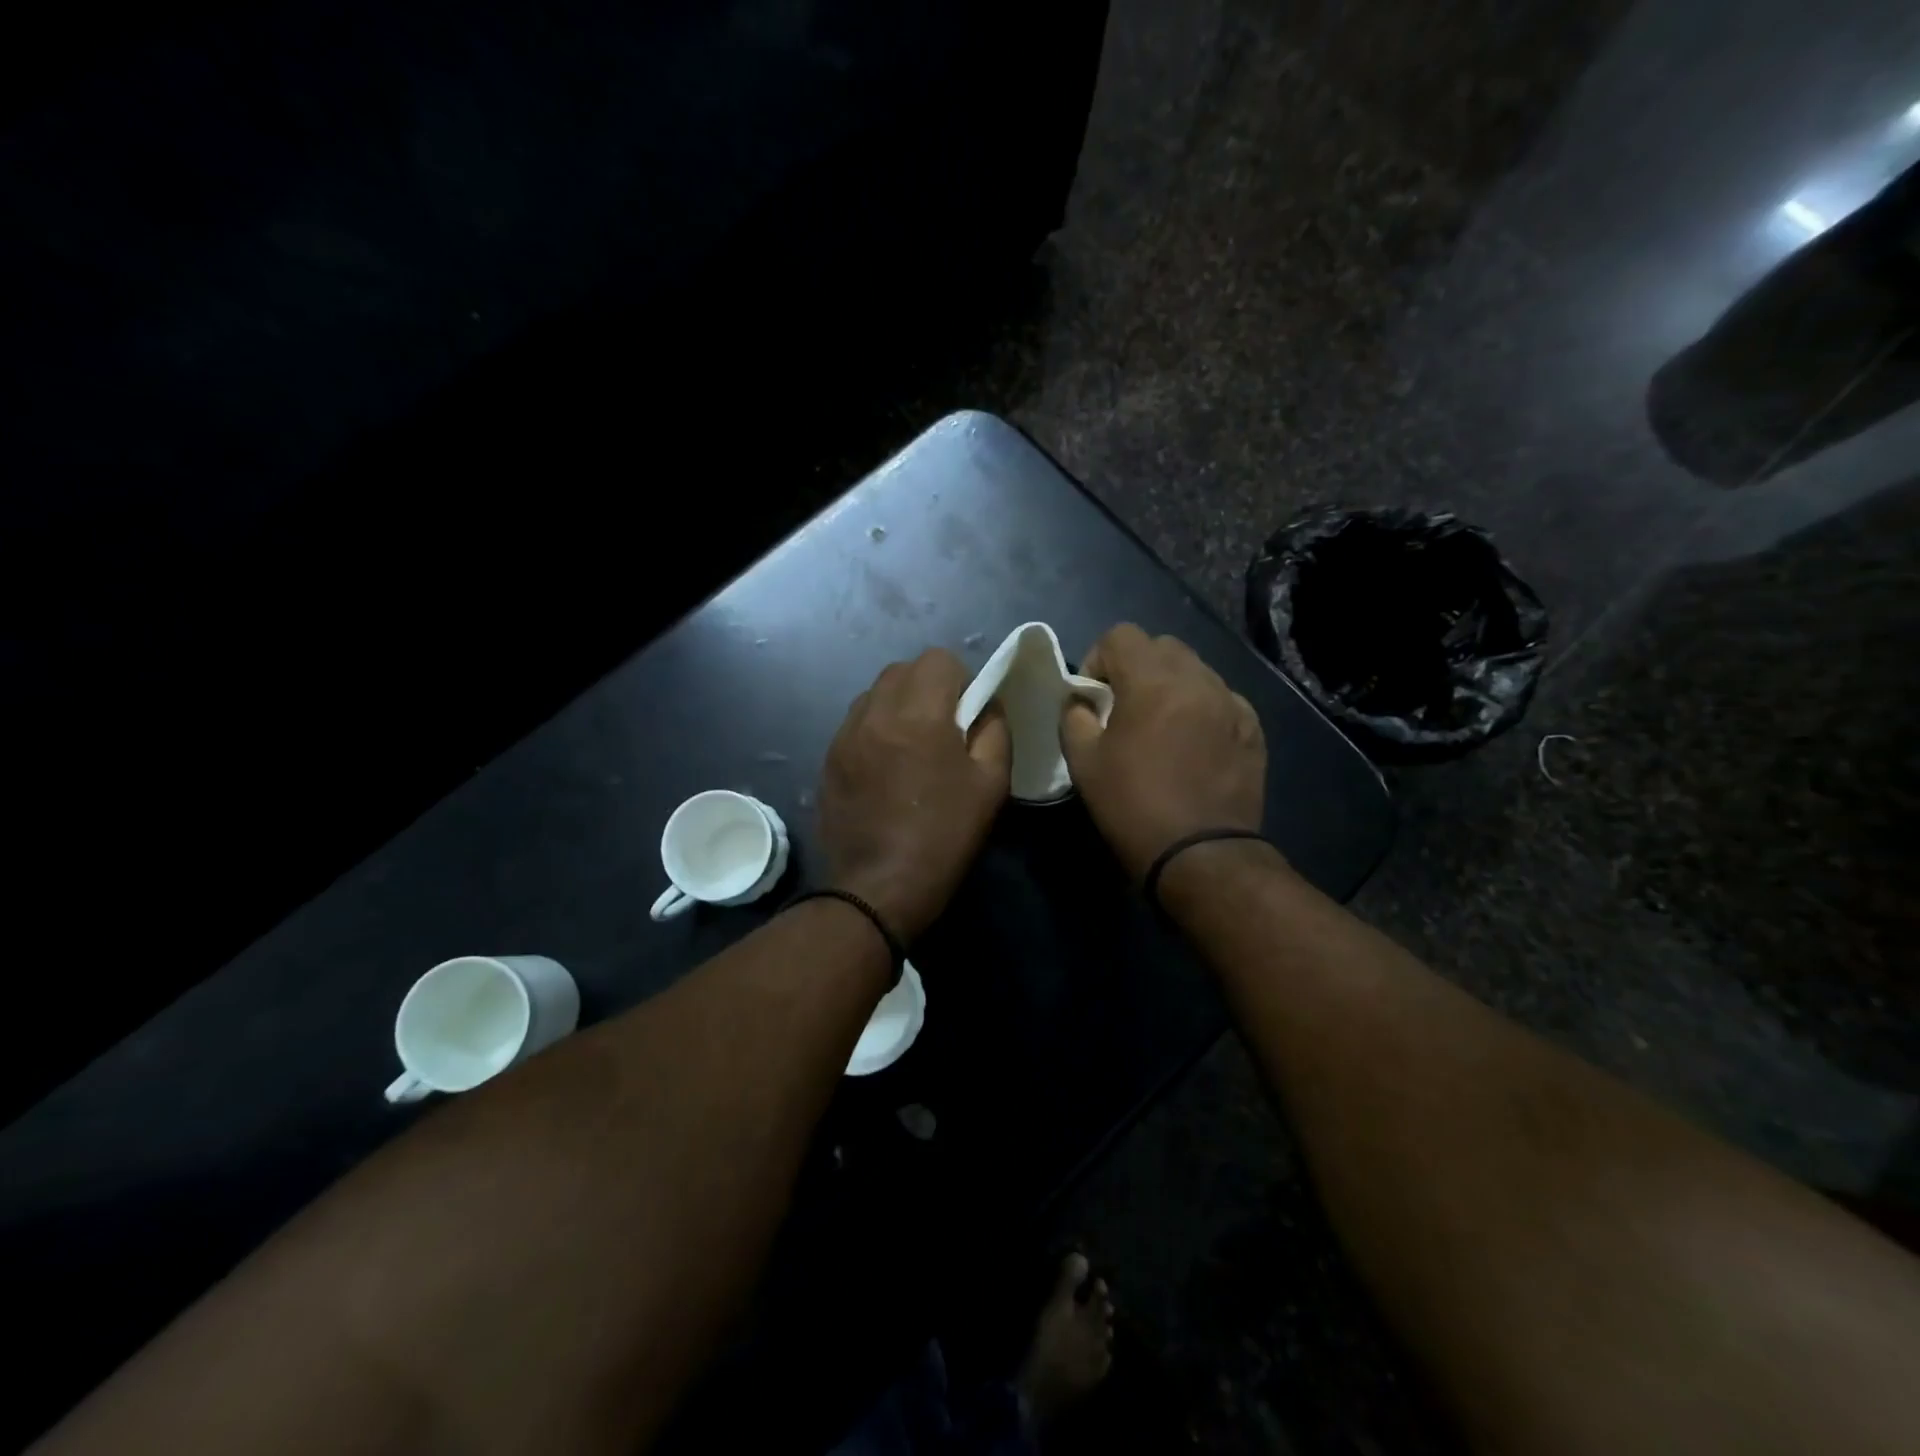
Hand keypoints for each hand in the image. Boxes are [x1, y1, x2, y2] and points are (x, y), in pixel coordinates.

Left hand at [820, 648, 1010, 939]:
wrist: (877, 889)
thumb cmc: (943, 837)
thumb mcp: (991, 785)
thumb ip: (994, 730)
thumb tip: (986, 705)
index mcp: (918, 715)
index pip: (938, 659)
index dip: (961, 679)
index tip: (968, 713)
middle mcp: (875, 713)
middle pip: (902, 669)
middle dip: (928, 686)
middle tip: (943, 727)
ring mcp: (844, 735)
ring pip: (875, 693)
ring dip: (899, 704)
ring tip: (912, 746)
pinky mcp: (828, 758)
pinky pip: (856, 722)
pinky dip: (876, 728)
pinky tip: (886, 766)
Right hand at [1060, 624, 1266, 879]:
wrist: (1200, 855)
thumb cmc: (1133, 806)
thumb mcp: (1083, 762)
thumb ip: (1074, 717)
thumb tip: (1082, 701)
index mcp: (1152, 681)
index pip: (1121, 635)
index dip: (1099, 659)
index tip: (1094, 697)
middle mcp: (1197, 680)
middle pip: (1162, 646)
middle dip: (1137, 667)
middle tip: (1125, 707)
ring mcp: (1231, 702)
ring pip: (1195, 670)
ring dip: (1171, 685)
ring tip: (1161, 726)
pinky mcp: (1252, 728)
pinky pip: (1221, 698)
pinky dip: (1201, 708)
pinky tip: (1193, 744)